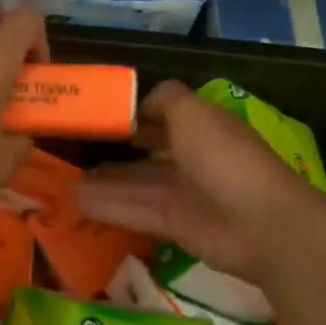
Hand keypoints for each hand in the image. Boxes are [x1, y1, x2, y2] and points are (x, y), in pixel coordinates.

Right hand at [73, 80, 325, 286]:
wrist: (261, 224)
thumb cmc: (225, 158)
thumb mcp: (192, 113)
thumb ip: (164, 99)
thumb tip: (137, 101)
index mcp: (199, 125)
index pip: (158, 115)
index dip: (128, 114)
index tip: (92, 115)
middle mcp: (191, 157)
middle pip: (144, 152)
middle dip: (111, 150)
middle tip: (69, 151)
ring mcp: (184, 193)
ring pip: (135, 184)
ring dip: (103, 182)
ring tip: (64, 181)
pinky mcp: (176, 225)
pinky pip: (136, 211)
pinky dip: (109, 206)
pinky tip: (78, 202)